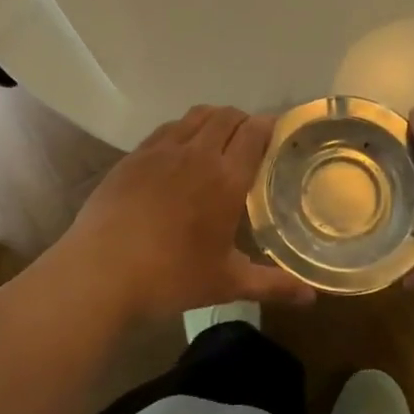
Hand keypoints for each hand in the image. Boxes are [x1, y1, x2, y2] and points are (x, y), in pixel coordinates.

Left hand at [53, 105, 315, 324]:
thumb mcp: (227, 283)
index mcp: (226, 178)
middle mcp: (197, 153)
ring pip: (195, 116)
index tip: (277, 132)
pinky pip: (166, 129)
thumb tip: (312, 297)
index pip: (254, 132)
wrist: (101, 271)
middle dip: (243, 120)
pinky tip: (179, 152)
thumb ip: (272, 285)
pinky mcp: (134, 156)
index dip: (269, 125)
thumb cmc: (171, 277)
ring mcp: (161, 150)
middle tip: (250, 140)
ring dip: (213, 119)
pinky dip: (182, 130)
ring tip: (217, 139)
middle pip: (226, 116)